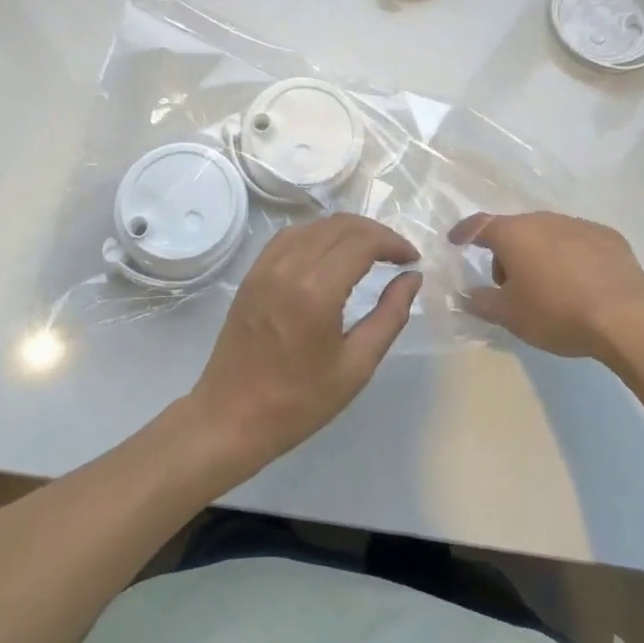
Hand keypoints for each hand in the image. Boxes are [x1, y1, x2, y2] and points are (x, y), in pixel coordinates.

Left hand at [186, 214, 420, 476]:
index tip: (412, 259)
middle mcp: (290, 266)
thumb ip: (390, 316)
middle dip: (375, 233)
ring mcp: (266, 266)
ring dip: (347, 231)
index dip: (393, 242)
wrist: (231, 417)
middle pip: (340, 225)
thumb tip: (412, 278)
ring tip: (369, 252)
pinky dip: (318, 234)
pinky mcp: (253, 272)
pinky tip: (330, 253)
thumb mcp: (357, 366)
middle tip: (397, 254)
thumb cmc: (299, 401)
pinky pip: (290, 235)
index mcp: (317, 290)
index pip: (363, 241)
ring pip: (315, 225)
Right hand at [451, 210, 643, 360]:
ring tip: (548, 289)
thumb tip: (465, 295)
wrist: (626, 316)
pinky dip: (570, 257)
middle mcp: (543, 220)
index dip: (464, 232)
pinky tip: (581, 285)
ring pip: (547, 235)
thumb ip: (482, 302)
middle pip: (515, 231)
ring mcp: (578, 225)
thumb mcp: (511, 316)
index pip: (479, 225)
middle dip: (507, 254)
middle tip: (510, 287)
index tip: (456, 241)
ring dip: (539, 254)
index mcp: (514, 234)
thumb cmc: (557, 312)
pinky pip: (578, 242)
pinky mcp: (608, 237)